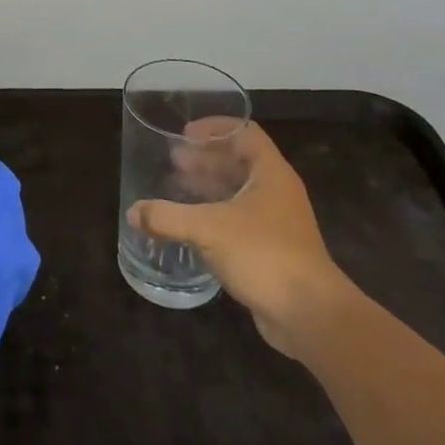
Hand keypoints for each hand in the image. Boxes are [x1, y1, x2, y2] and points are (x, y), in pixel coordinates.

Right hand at [127, 121, 359, 358]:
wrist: (311, 316)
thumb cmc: (264, 255)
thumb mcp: (208, 229)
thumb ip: (167, 217)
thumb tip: (133, 213)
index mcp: (270, 174)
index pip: (245, 133)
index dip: (215, 128)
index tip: (185, 135)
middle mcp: (276, 192)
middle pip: (239, 161)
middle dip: (205, 158)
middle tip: (173, 161)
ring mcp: (277, 222)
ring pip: (238, 192)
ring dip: (208, 186)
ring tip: (175, 187)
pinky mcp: (272, 250)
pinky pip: (238, 220)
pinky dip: (214, 214)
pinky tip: (190, 225)